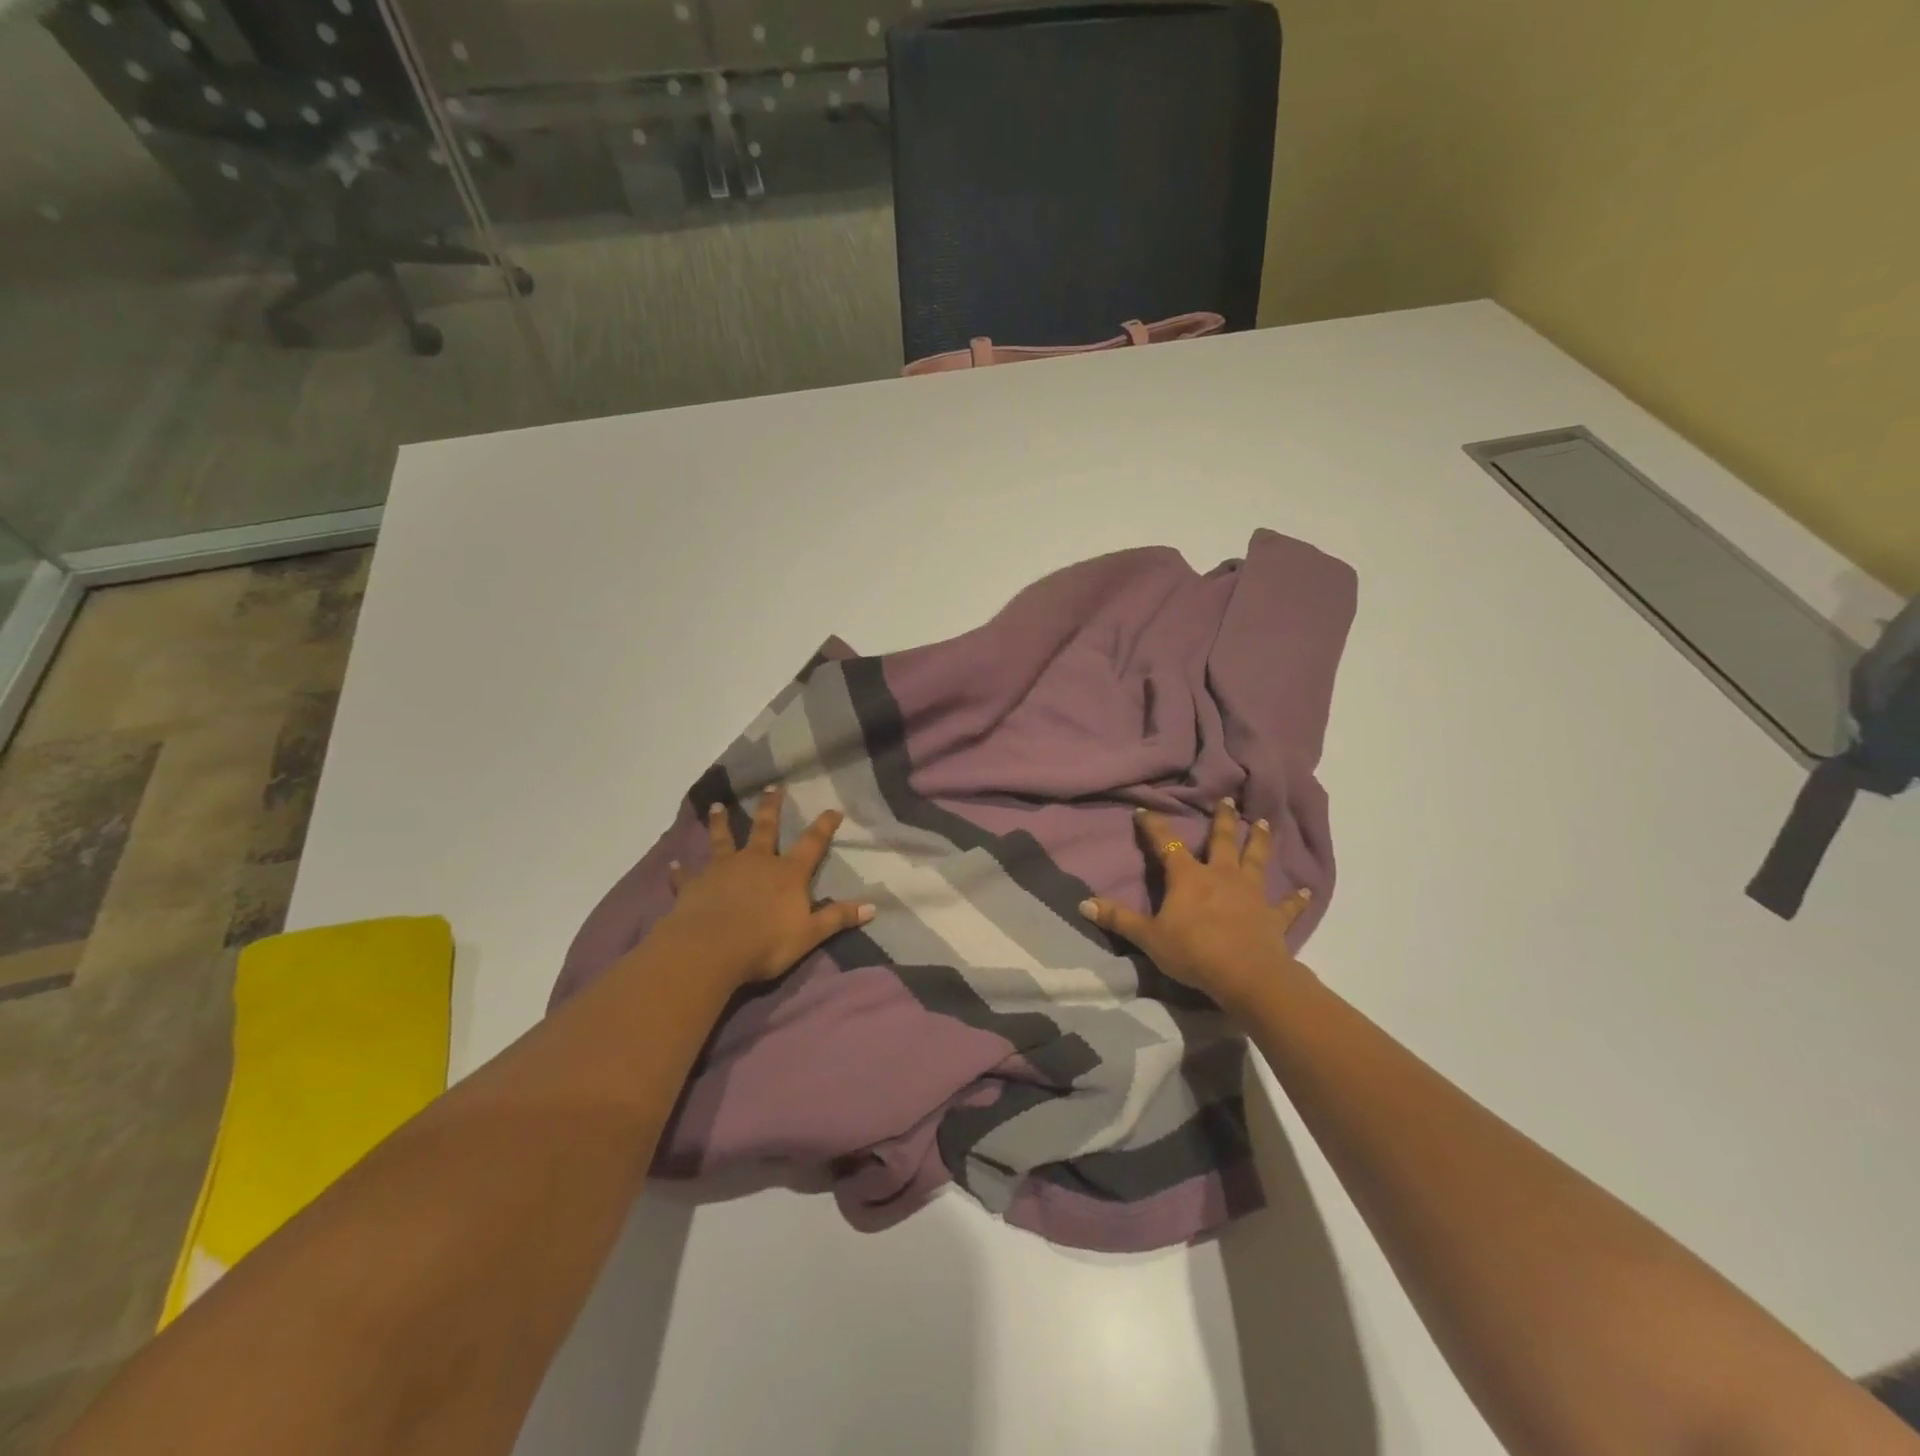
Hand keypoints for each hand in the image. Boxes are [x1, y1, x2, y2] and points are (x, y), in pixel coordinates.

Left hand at [654, 786, 873, 988]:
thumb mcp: (809, 934)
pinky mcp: (694, 885)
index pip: (811, 844)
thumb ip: (838, 918)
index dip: (824, 826)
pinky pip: (686, 875)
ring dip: (720, 823)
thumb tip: (873, 907)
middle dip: (771, 807)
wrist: (710, 949)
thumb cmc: (765, 943)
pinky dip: (680, 871)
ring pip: (723, 839)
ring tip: (716, 806)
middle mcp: (756, 862)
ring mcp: (723, 870)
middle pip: (765, 828)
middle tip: (773, 787)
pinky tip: (673, 865)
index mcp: (787, 873)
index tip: (833, 809)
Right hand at [1079, 800, 1314, 1011]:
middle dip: (1223, 820)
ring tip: (1263, 823)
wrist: (1246, 976)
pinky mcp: (1273, 917)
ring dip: (1259, 842)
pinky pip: (1286, 905)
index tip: (1146, 811)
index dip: (1154, 827)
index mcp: (1189, 877)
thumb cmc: (1193, 952)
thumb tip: (1083, 902)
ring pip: (1256, 860)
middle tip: (1228, 800)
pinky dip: (1295, 898)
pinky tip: (1306, 890)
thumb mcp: (1148, 937)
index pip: (1167, 845)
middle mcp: (1222, 876)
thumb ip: (1118, 918)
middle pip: (1223, 841)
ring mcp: (1251, 894)